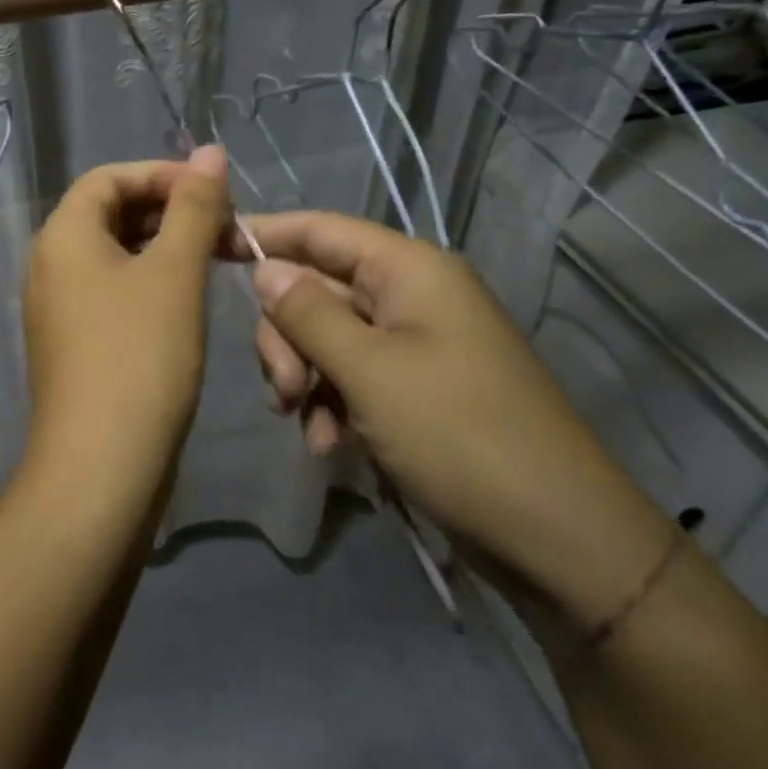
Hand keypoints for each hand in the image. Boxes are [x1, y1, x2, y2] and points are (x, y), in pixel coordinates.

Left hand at [21, 148, 230, 502]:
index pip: (108, 177)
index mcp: (63, 235)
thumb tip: (210, 151)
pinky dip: (148, 280)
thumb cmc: (140, 355)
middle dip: (167, 209)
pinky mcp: (73, 342)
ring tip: (214, 257)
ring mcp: (58, 307)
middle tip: (222, 225)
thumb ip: (194, 207)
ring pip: (113, 254)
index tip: (214, 190)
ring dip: (162, 245)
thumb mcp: (175, 272)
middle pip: (108, 212)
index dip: (162, 173)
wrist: (102, 466)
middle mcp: (49, 264)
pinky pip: (110, 290)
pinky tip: (186, 298)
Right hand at [231, 212, 673, 631]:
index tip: (208, 246)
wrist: (559, 539)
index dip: (263, 233)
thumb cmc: (460, 436)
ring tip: (310, 427)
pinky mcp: (416, 388)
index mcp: (409, 271)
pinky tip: (331, 445)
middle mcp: (411, 296)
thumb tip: (265, 268)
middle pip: (317, 289)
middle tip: (287, 390)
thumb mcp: (369, 370)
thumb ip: (307, 312)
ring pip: (326, 337)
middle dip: (287, 337)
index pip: (320, 229)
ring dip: (306, 378)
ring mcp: (415, 344)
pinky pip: (352, 376)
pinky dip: (332, 405)